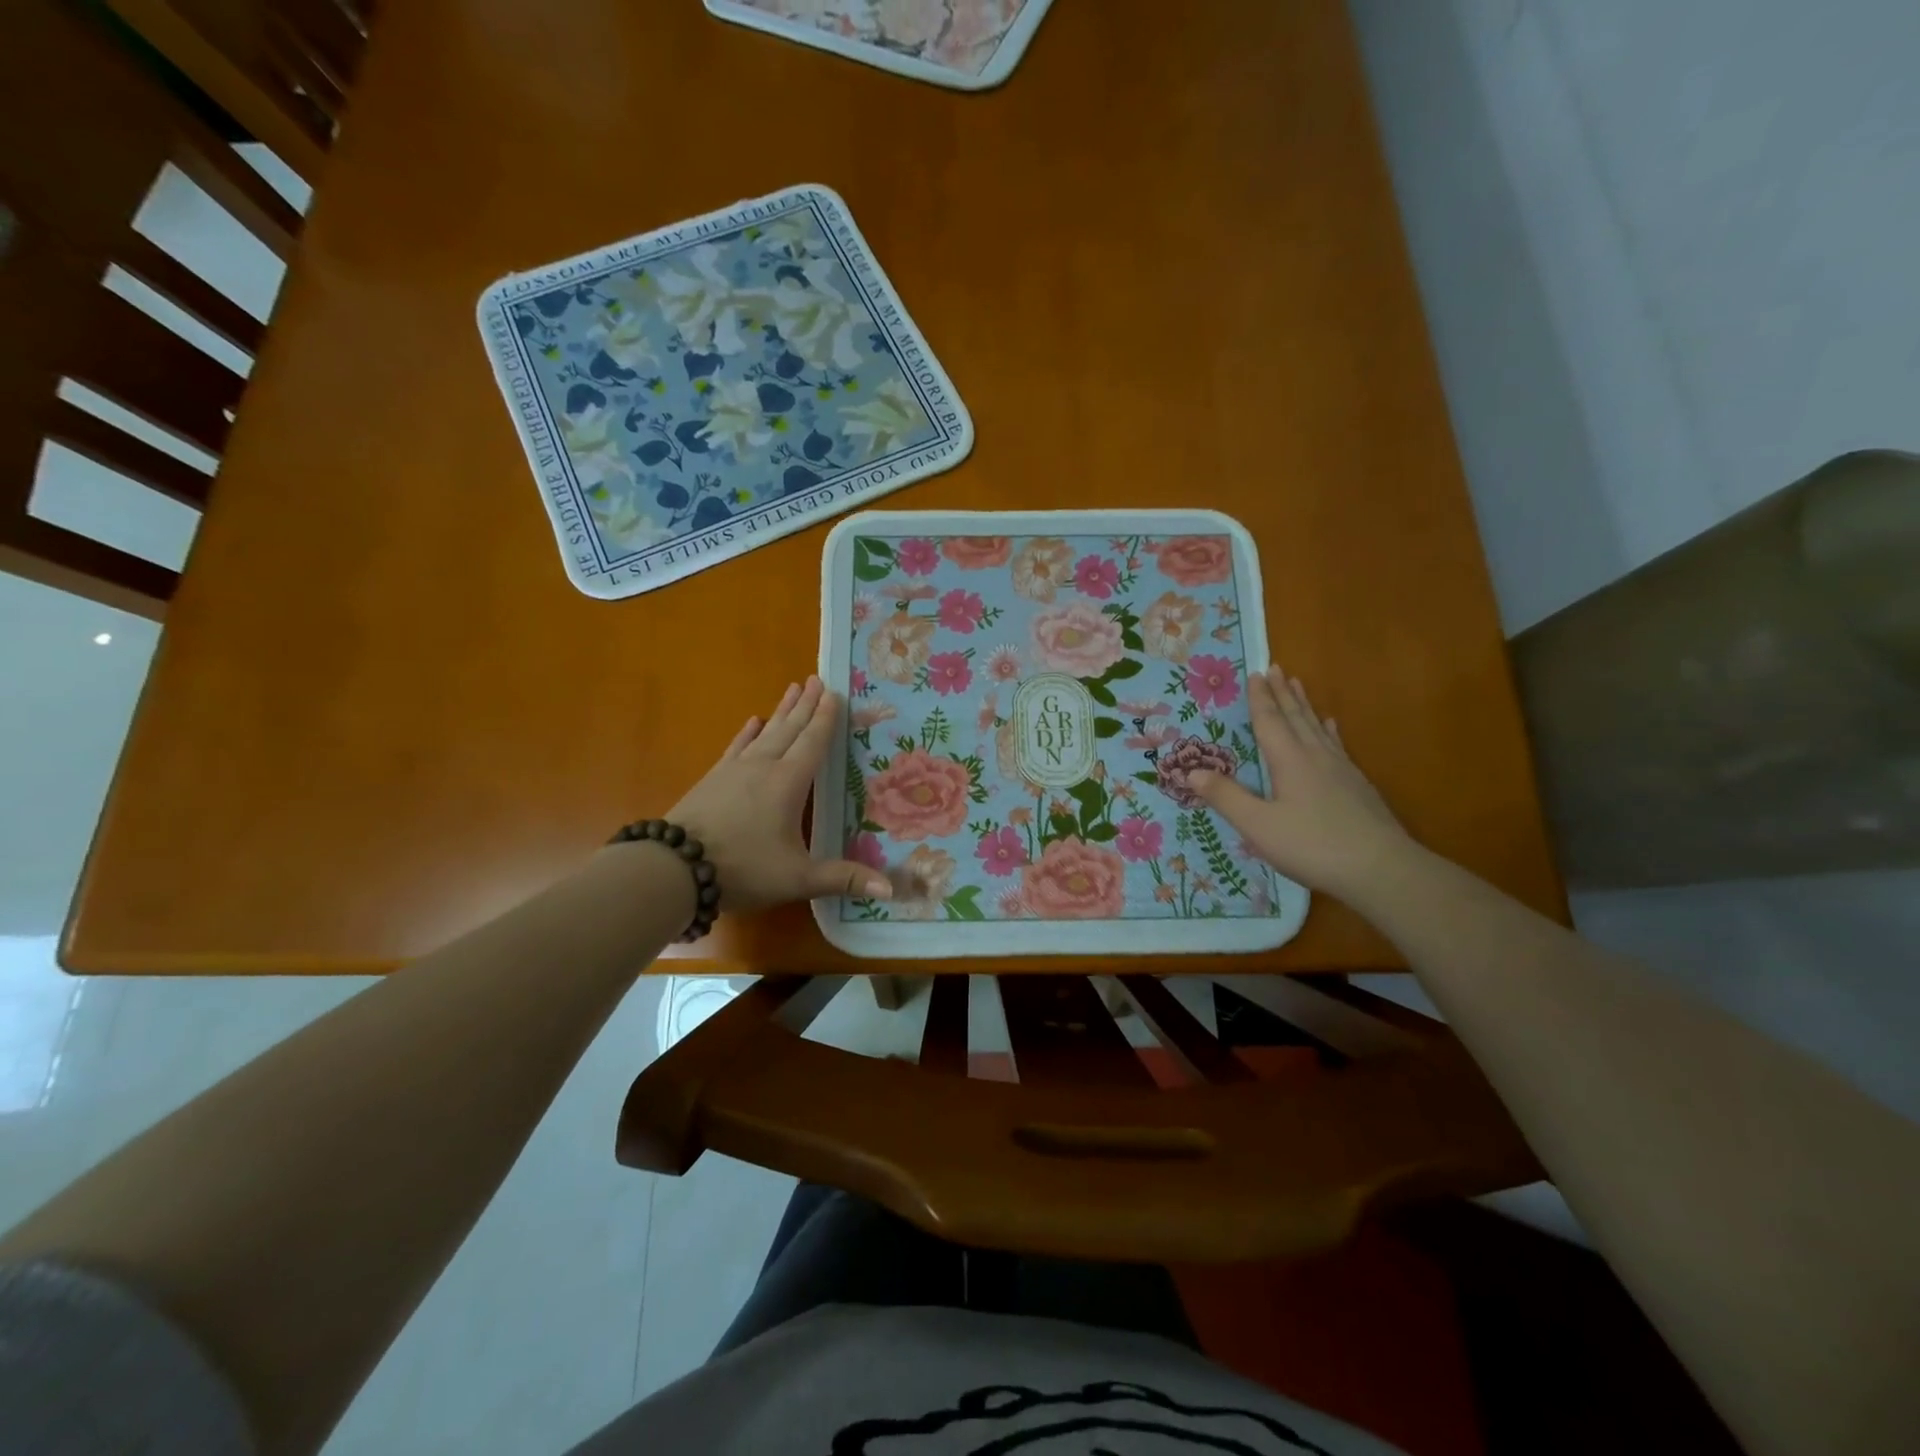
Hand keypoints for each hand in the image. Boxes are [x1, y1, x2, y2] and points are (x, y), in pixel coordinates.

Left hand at [664, 675, 892, 915]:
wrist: (675, 868)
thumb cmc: (743, 869)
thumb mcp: (798, 878)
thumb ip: (843, 879)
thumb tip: (890, 890)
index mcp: (788, 784)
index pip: (812, 743)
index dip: (825, 719)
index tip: (834, 692)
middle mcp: (763, 767)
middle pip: (789, 729)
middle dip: (805, 705)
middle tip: (815, 678)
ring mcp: (734, 771)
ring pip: (764, 733)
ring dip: (780, 711)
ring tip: (791, 688)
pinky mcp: (712, 779)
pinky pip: (735, 747)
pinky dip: (746, 733)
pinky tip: (752, 722)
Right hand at [1189, 666, 1412, 900]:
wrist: (1380, 869)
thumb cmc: (1311, 845)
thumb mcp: (1258, 825)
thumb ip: (1225, 797)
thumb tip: (1191, 772)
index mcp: (1289, 761)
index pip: (1270, 722)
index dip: (1260, 698)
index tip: (1256, 673)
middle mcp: (1315, 757)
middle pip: (1296, 717)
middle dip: (1283, 693)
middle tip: (1276, 667)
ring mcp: (1341, 770)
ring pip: (1318, 728)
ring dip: (1304, 705)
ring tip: (1298, 685)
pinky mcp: (1357, 786)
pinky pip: (1337, 745)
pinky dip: (1329, 731)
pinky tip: (1331, 727)